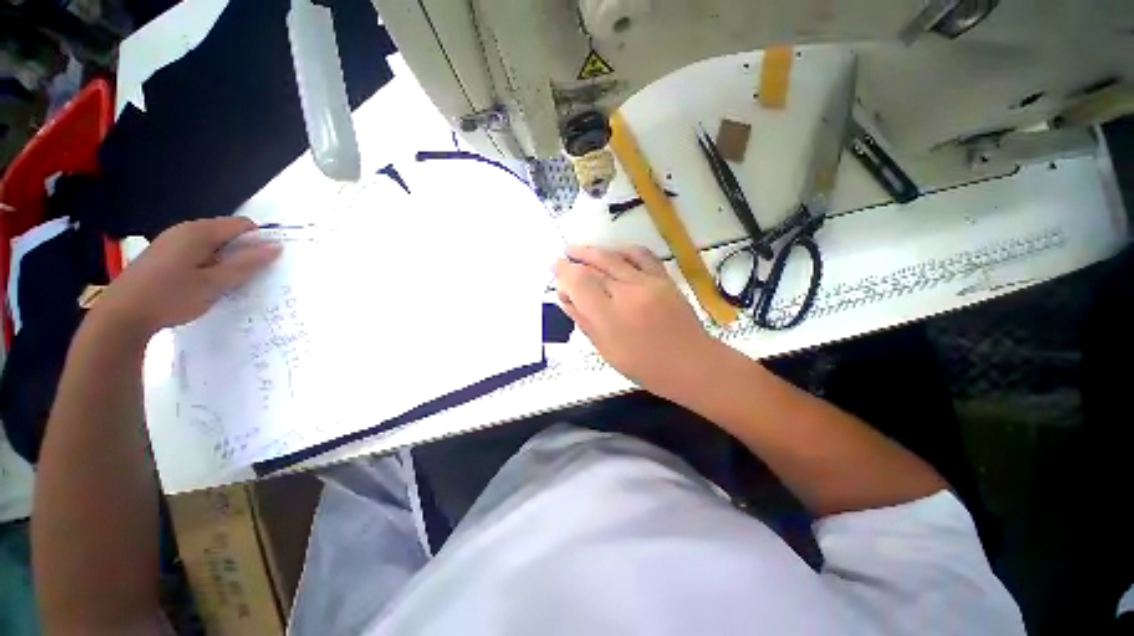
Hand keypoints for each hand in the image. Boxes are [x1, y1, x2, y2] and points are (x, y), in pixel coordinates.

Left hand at [97, 217, 281, 335]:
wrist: (121, 316)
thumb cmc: (170, 297)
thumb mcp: (215, 284)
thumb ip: (246, 264)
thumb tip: (276, 247)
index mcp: (199, 232)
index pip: (242, 225)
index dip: (259, 241)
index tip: (266, 264)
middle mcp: (185, 230)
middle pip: (226, 234)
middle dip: (242, 253)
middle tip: (249, 278)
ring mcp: (171, 242)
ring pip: (212, 246)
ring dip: (225, 262)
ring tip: (228, 285)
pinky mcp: (162, 256)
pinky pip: (196, 254)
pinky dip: (208, 266)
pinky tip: (205, 286)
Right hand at [555, 245, 722, 399]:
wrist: (692, 363)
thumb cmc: (645, 366)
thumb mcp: (606, 350)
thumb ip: (584, 321)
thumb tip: (566, 299)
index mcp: (611, 317)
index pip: (580, 283)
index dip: (564, 273)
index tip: (555, 270)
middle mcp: (628, 293)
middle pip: (594, 266)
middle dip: (574, 259)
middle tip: (561, 257)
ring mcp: (648, 283)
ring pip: (614, 256)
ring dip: (592, 250)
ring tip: (578, 250)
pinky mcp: (664, 278)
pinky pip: (641, 255)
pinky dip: (622, 249)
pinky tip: (612, 250)